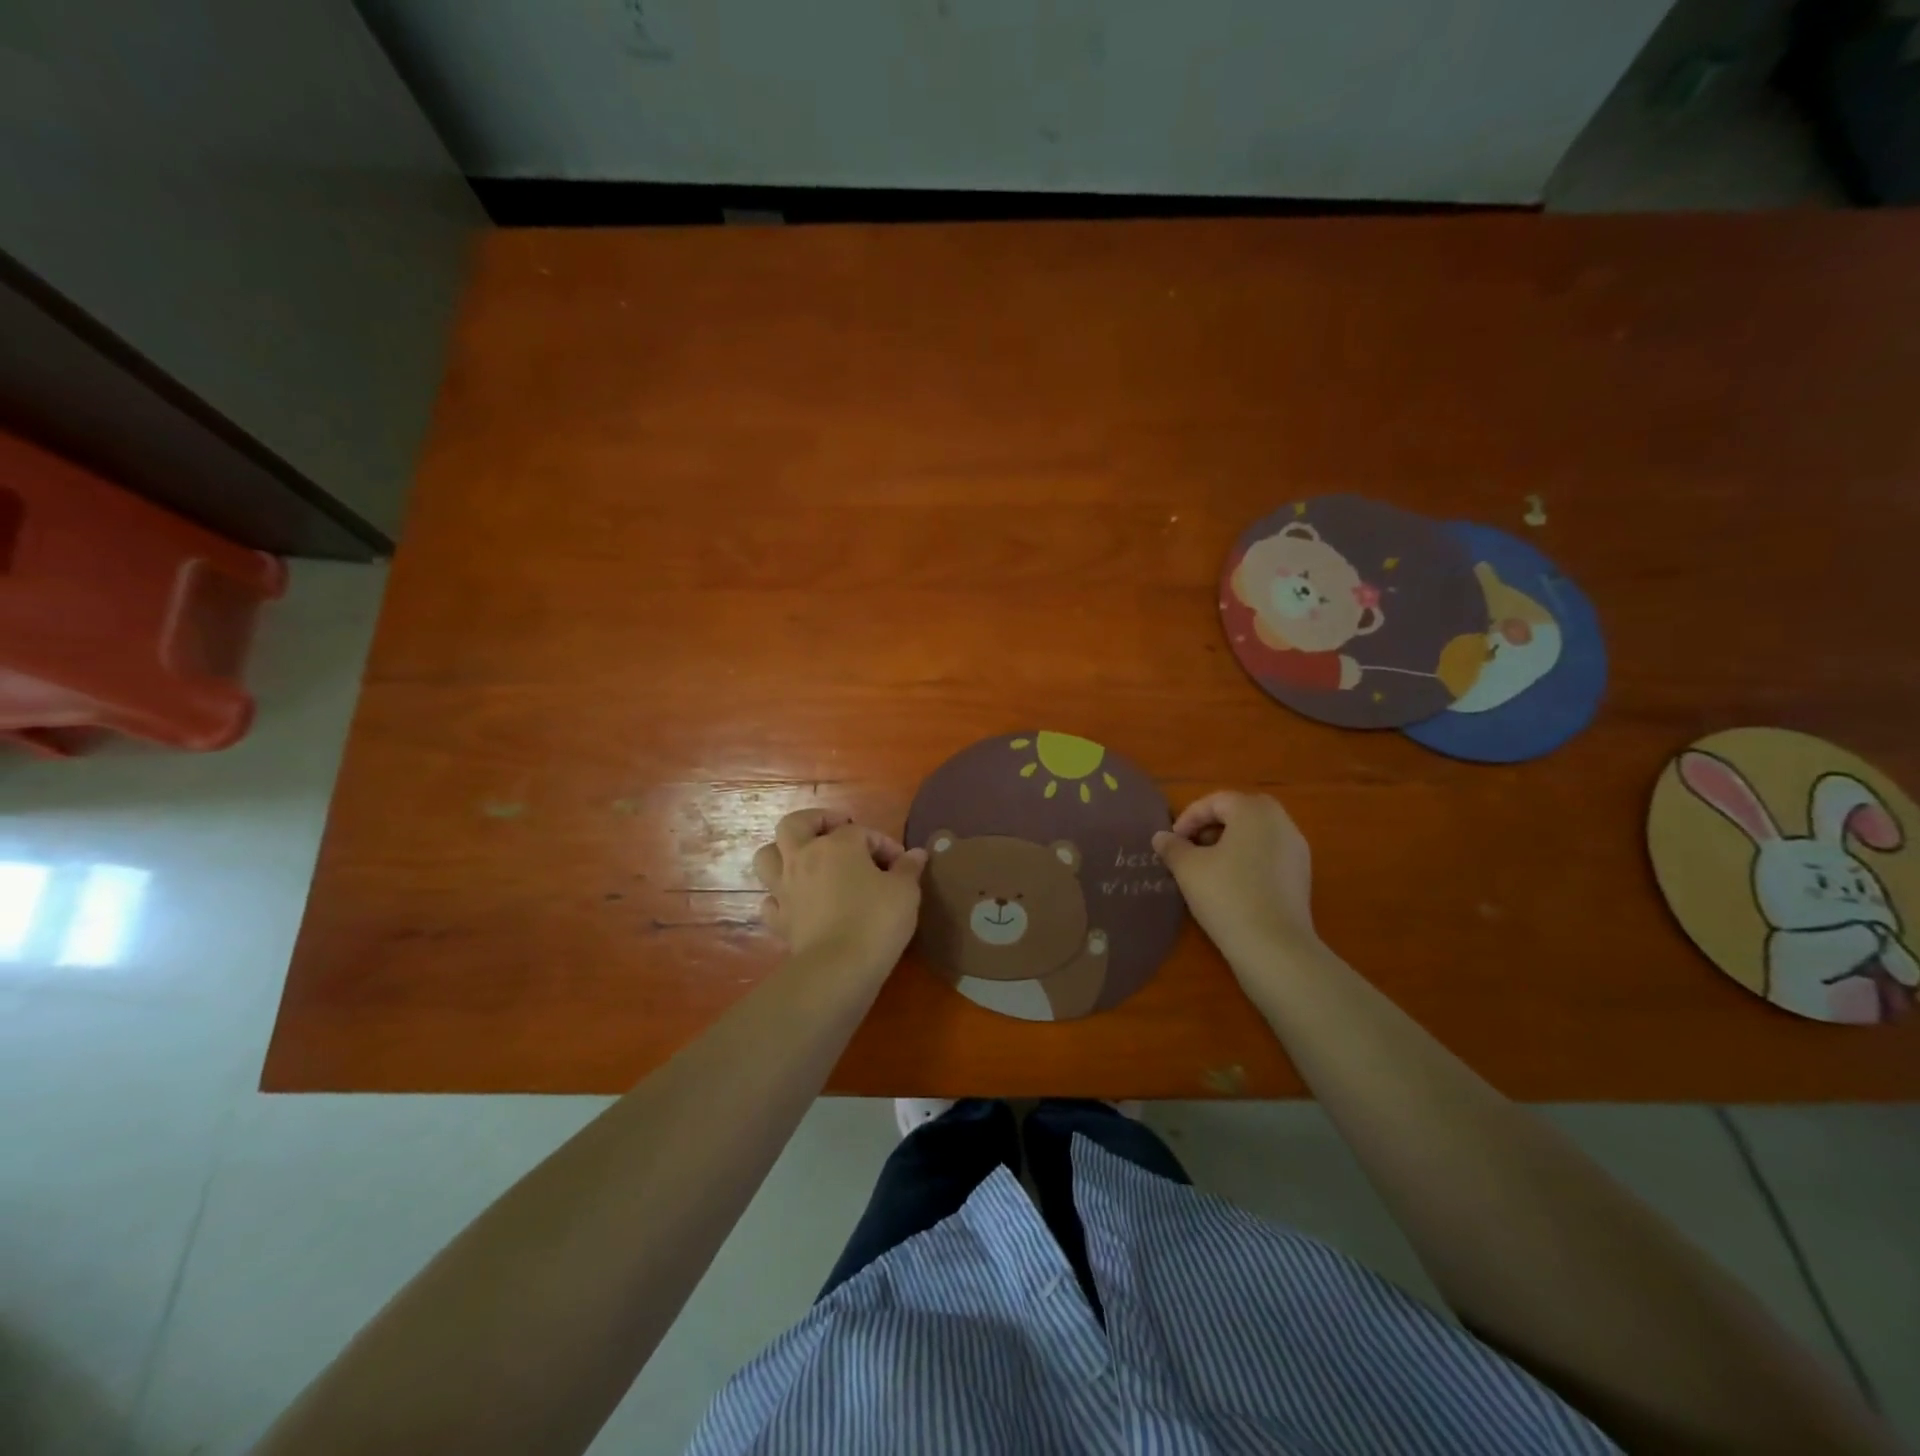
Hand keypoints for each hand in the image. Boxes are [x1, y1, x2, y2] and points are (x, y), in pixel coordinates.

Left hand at [752, 810, 926, 973]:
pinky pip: (770, 900)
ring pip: (767, 856)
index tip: (901, 863)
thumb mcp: (905, 891)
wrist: (839, 968)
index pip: (861, 832)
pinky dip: (779, 897)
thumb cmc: (877, 920)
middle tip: (837, 832)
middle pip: (795, 824)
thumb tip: (916, 854)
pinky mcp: (778, 919)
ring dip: (783, 853)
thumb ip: (908, 868)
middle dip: (815, 822)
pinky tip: (796, 903)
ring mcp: (785, 888)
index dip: (883, 844)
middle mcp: (804, 858)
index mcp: (837, 845)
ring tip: (805, 861)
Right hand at [1153, 791, 1319, 967]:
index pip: (1216, 801)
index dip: (1189, 818)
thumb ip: (1172, 847)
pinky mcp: (1302, 876)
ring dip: (1229, 843)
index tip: (1172, 841)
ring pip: (1256, 834)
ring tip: (1207, 868)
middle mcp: (1281, 822)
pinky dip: (1247, 860)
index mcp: (1255, 811)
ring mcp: (1297, 850)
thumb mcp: (1188, 869)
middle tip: (1189, 849)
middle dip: (1210, 827)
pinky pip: (1269, 855)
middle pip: (1239, 813)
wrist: (1274, 947)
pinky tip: (1231, 885)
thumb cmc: (1227, 895)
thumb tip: (1161, 837)